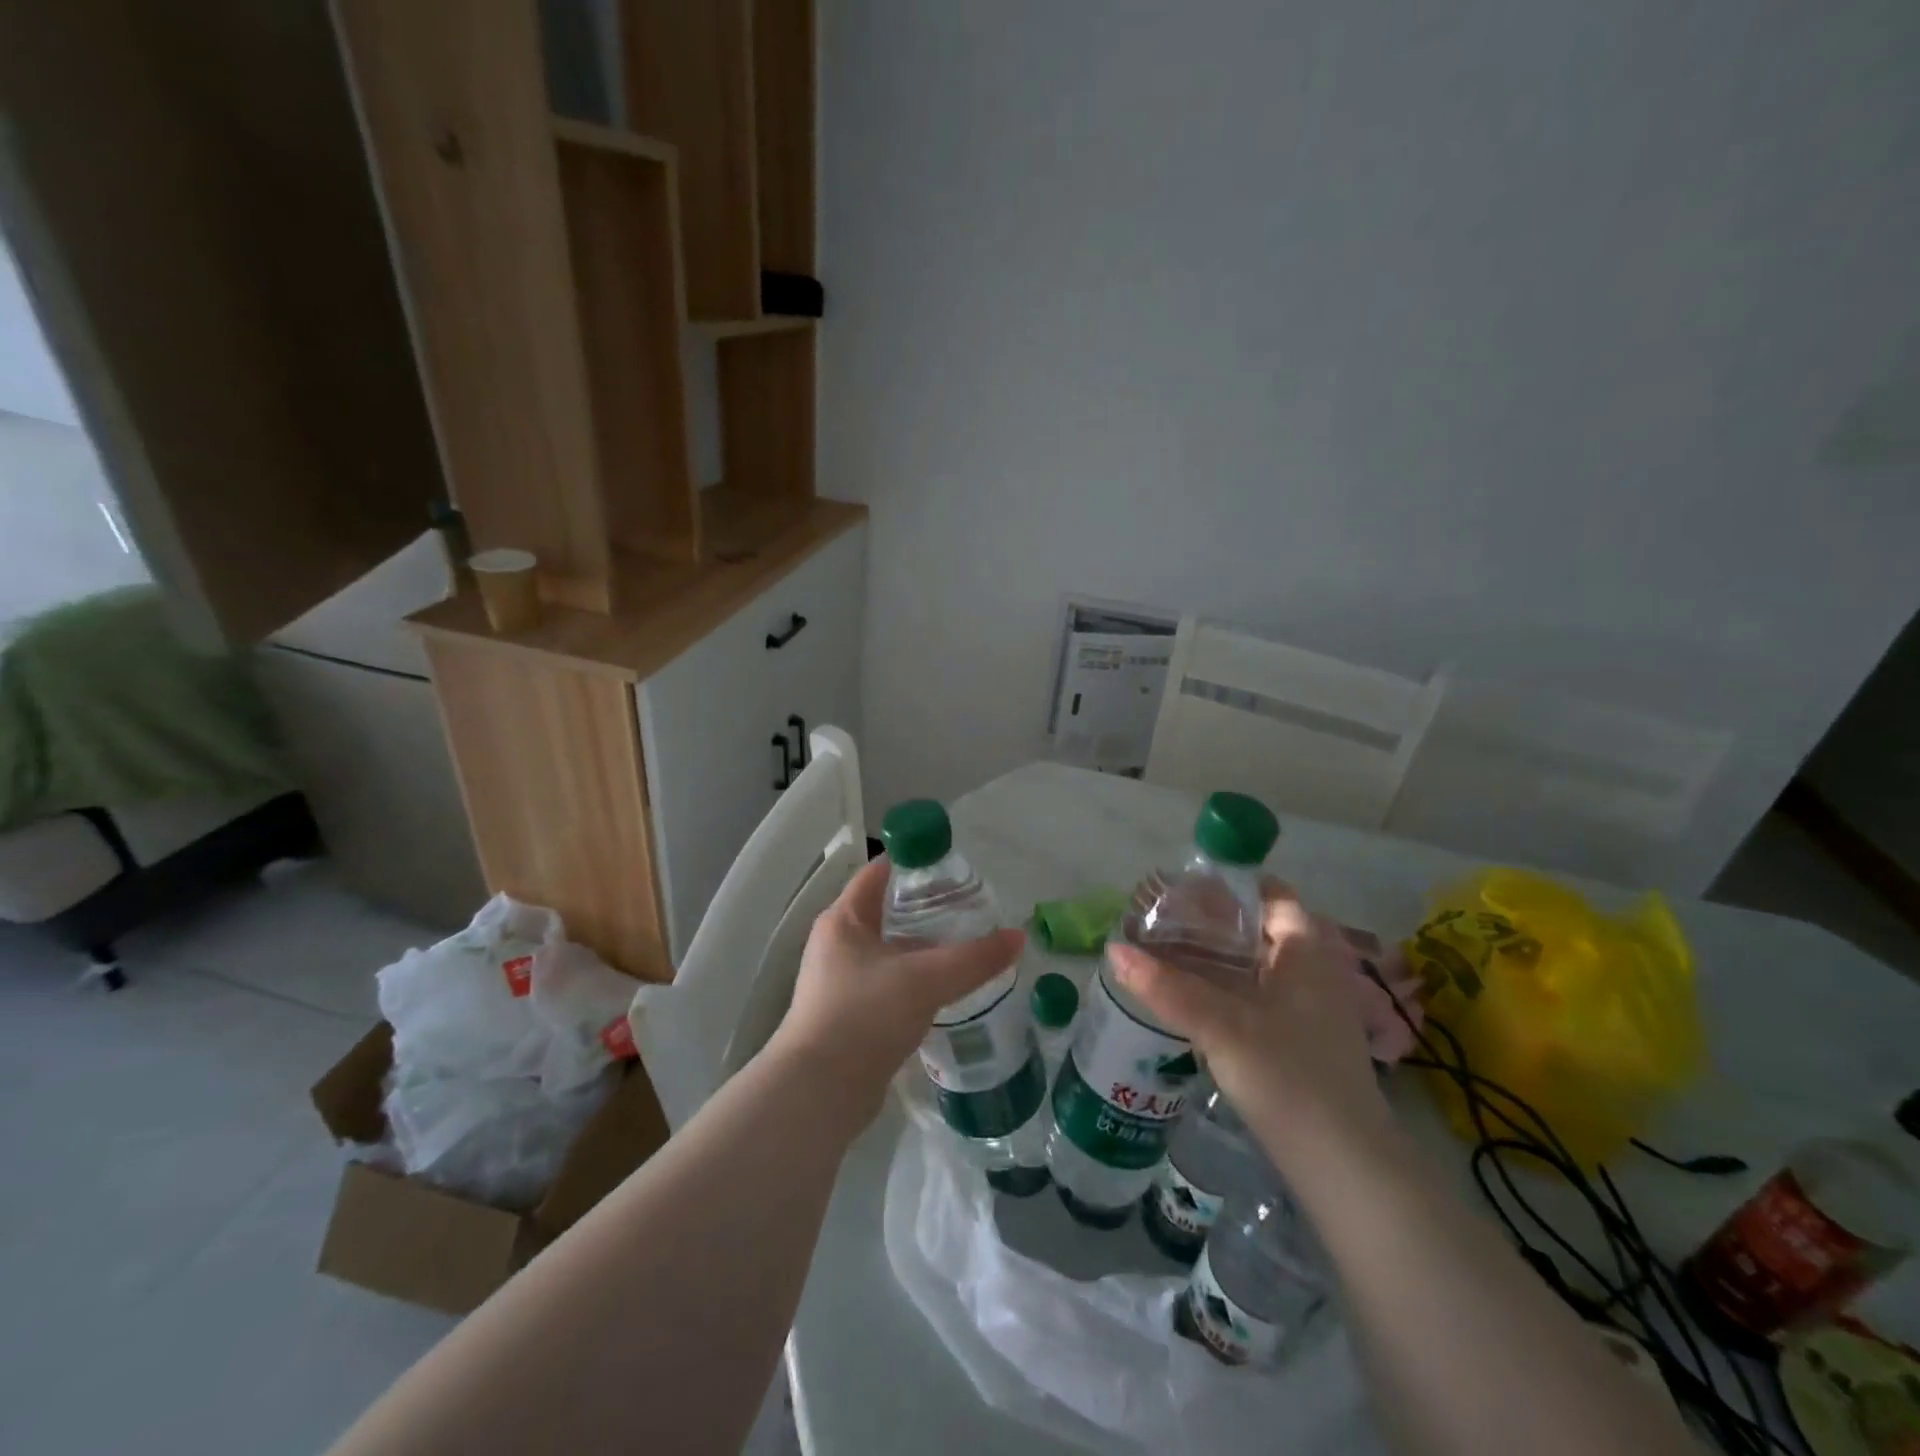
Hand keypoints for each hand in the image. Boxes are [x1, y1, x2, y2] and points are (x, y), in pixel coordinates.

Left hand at [772, 857, 1025, 1127]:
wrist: (819, 1094)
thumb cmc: (864, 1015)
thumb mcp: (925, 979)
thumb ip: (974, 958)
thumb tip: (1018, 938)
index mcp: (844, 919)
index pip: (879, 873)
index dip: (914, 863)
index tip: (954, 865)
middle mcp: (837, 944)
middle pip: (886, 912)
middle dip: (927, 910)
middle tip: (971, 909)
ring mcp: (840, 982)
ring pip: (889, 953)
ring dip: (923, 950)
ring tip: (967, 949)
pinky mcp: (849, 1017)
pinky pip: (888, 986)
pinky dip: (915, 983)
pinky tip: (946, 992)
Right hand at [1108, 886, 1394, 1168]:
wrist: (1345, 1167)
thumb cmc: (1290, 1077)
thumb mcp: (1222, 1026)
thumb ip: (1167, 987)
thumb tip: (1114, 950)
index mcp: (1306, 952)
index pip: (1273, 896)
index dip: (1233, 885)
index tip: (1188, 886)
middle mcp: (1312, 974)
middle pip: (1260, 931)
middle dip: (1215, 922)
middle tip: (1165, 919)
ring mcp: (1308, 1012)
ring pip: (1256, 967)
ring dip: (1217, 958)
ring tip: (1167, 954)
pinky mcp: (1299, 1044)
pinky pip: (1256, 998)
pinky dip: (1225, 990)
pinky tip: (1191, 1001)